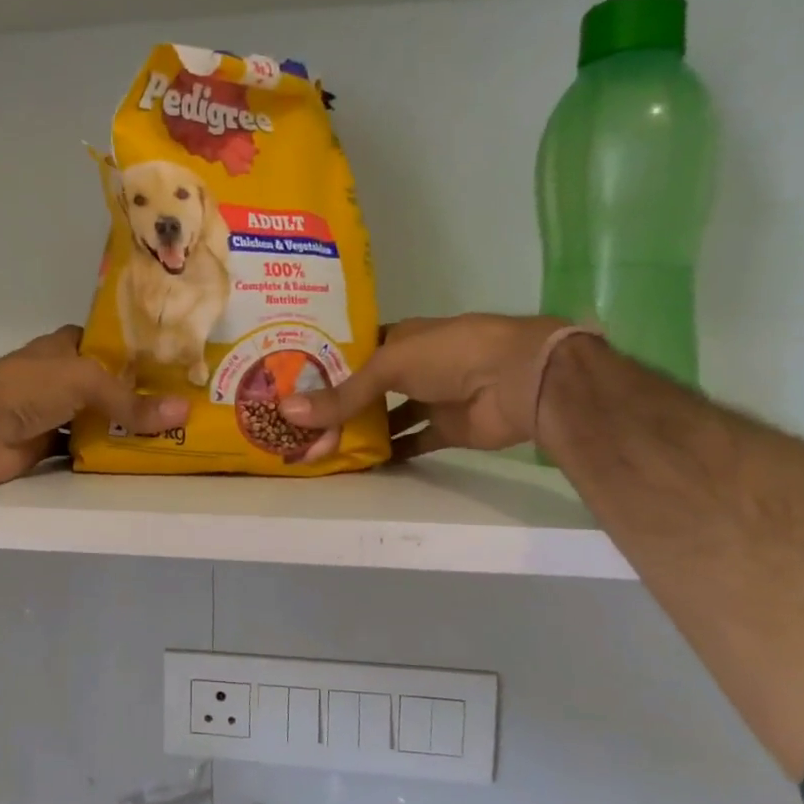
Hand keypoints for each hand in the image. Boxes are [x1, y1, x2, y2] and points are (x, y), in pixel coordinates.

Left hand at [0, 326, 188, 487]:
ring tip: (170, 433)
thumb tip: (183, 412)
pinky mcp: (45, 446)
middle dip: (137, 394)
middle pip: (106, 385)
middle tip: (182, 405)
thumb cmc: (28, 387)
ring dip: (123, 428)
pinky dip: (104, 454)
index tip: (173, 362)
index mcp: (65, 349)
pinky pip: (83, 449)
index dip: (135, 350)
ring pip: (96, 419)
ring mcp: (52, 413)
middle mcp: (60, 378)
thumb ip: (130, 401)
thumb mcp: (85, 381)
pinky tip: (135, 458)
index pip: (106, 342)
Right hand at [279, 315, 569, 456]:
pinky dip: (390, 452)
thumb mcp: (387, 366)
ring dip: (361, 431)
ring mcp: (430, 398)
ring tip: (320, 446)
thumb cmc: (450, 354)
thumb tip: (286, 411)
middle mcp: (412, 367)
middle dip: (338, 405)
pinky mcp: (445, 429)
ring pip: (387, 417)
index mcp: (399, 339)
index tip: (291, 384)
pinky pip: (411, 442)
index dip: (325, 367)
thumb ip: (342, 395)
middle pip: (367, 389)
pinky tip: (359, 464)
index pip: (354, 352)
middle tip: (298, 424)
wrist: (517, 379)